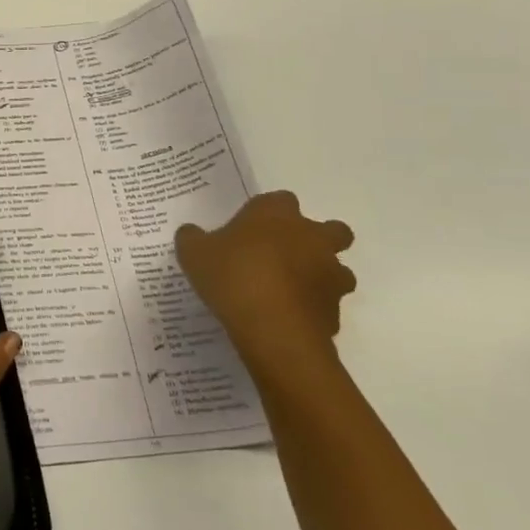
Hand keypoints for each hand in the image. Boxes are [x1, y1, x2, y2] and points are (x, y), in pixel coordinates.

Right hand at [176, 191, 356, 379]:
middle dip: (317, 240)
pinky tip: (287, 320)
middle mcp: (311, 237)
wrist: (272, 329)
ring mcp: (330, 274)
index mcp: (277, 214)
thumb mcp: (194, 253)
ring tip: (289, 292)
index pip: (280, 200)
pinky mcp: (336, 310)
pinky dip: (313, 310)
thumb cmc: (232, 276)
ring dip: (321, 277)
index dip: (268, 214)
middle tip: (287, 256)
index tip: (250, 230)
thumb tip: (191, 233)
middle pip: (332, 229)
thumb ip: (192, 238)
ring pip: (338, 269)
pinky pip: (327, 305)